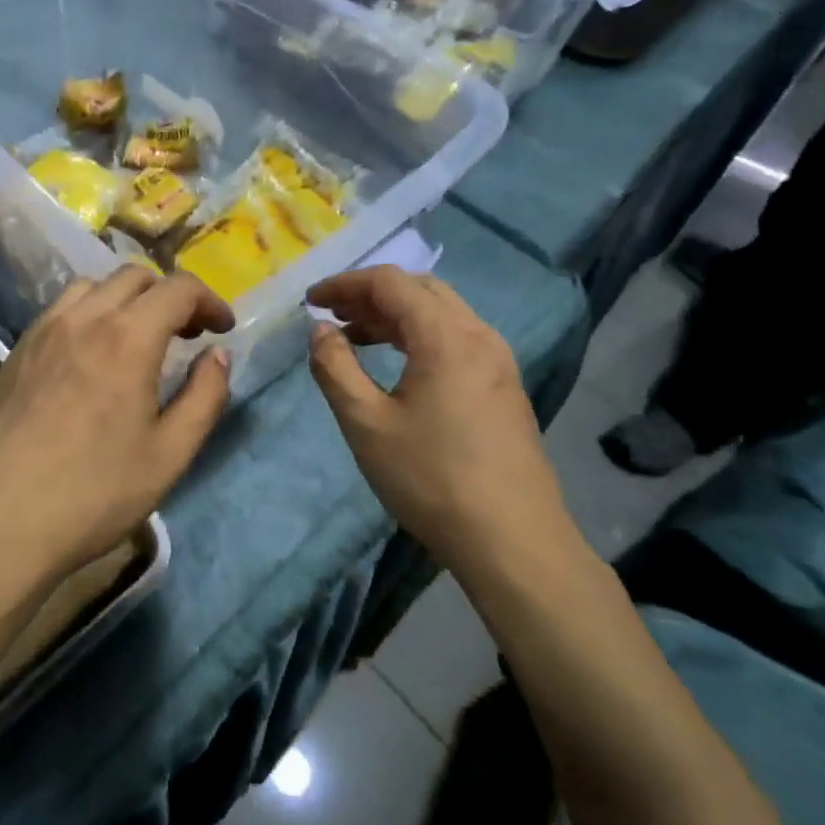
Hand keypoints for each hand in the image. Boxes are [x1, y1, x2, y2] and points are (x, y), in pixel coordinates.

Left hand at [0, 268, 233, 590]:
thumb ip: (204, 397)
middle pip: (135, 276)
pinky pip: (61, 310)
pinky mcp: (17, 351)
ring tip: (139, 340)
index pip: (178, 288)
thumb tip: (218, 355)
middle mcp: (83, 318)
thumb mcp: (169, 454)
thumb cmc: (93, 493)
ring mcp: (43, 331)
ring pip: (93, 286)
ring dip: (127, 299)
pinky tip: (93, 357)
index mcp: (127, 337)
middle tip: (187, 335)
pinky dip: (90, 313)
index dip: (209, 301)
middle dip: (170, 296)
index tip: (222, 329)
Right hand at [306, 267, 571, 567]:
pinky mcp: (504, 386)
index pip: (390, 283)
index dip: (345, 284)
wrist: (513, 541)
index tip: (311, 300)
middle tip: (332, 316)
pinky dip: (419, 336)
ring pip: (441, 314)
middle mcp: (478, 336)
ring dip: (395, 316)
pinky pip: (457, 339)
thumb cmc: (431, 479)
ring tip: (355, 338)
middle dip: (370, 295)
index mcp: (445, 336)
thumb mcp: (366, 424)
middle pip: (420, 290)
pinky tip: (398, 366)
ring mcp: (498, 361)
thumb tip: (319, 330)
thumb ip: (335, 368)